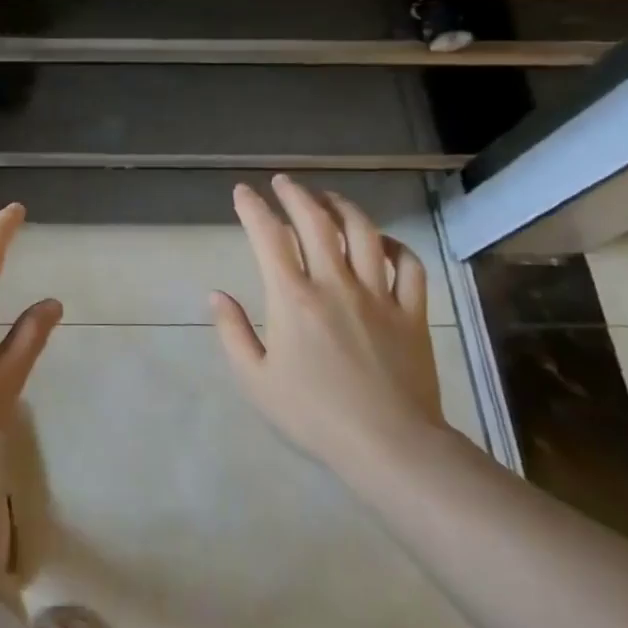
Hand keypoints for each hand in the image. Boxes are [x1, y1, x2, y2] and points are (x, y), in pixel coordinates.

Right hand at [211, 176, 445, 476]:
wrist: (389, 445)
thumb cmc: (313, 414)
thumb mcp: (255, 379)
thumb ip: (232, 332)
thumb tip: (216, 294)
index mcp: (293, 298)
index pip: (268, 237)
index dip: (253, 208)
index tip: (243, 192)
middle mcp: (335, 283)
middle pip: (317, 222)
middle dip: (296, 195)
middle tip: (284, 182)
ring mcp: (379, 295)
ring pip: (364, 233)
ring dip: (343, 207)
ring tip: (328, 198)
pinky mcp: (412, 312)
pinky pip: (409, 265)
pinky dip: (395, 245)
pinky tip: (382, 242)